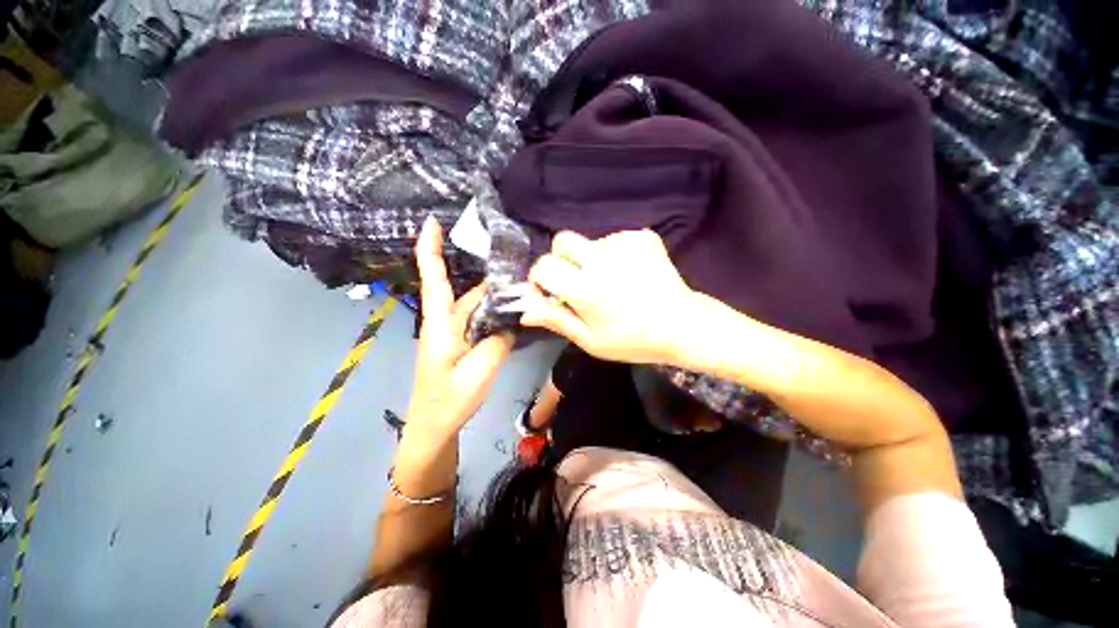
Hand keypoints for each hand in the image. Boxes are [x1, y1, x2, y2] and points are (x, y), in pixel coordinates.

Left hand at [407, 217, 512, 439]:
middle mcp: (444, 323)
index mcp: (440, 325)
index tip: (432, 222)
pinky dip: (493, 315)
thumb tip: (510, 321)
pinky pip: (478, 321)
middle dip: (489, 280)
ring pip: (475, 307)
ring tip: (521, 291)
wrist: (433, 427)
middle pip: (466, 292)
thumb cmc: (449, 400)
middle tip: (519, 270)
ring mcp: (452, 334)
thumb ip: (497, 341)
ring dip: (494, 299)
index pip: (433, 280)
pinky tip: (511, 316)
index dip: (430, 249)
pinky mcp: (460, 344)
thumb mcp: (479, 371)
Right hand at [520, 230, 697, 364]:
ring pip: (589, 241)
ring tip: (612, 282)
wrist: (682, 324)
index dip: (541, 278)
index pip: (543, 265)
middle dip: (563, 260)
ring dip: (591, 259)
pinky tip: (629, 273)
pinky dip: (614, 254)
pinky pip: (613, 239)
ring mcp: (624, 244)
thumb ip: (556, 320)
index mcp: (586, 289)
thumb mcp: (590, 341)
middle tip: (579, 282)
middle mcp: (602, 260)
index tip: (552, 290)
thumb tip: (523, 311)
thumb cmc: (633, 340)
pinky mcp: (641, 237)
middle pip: (563, 240)